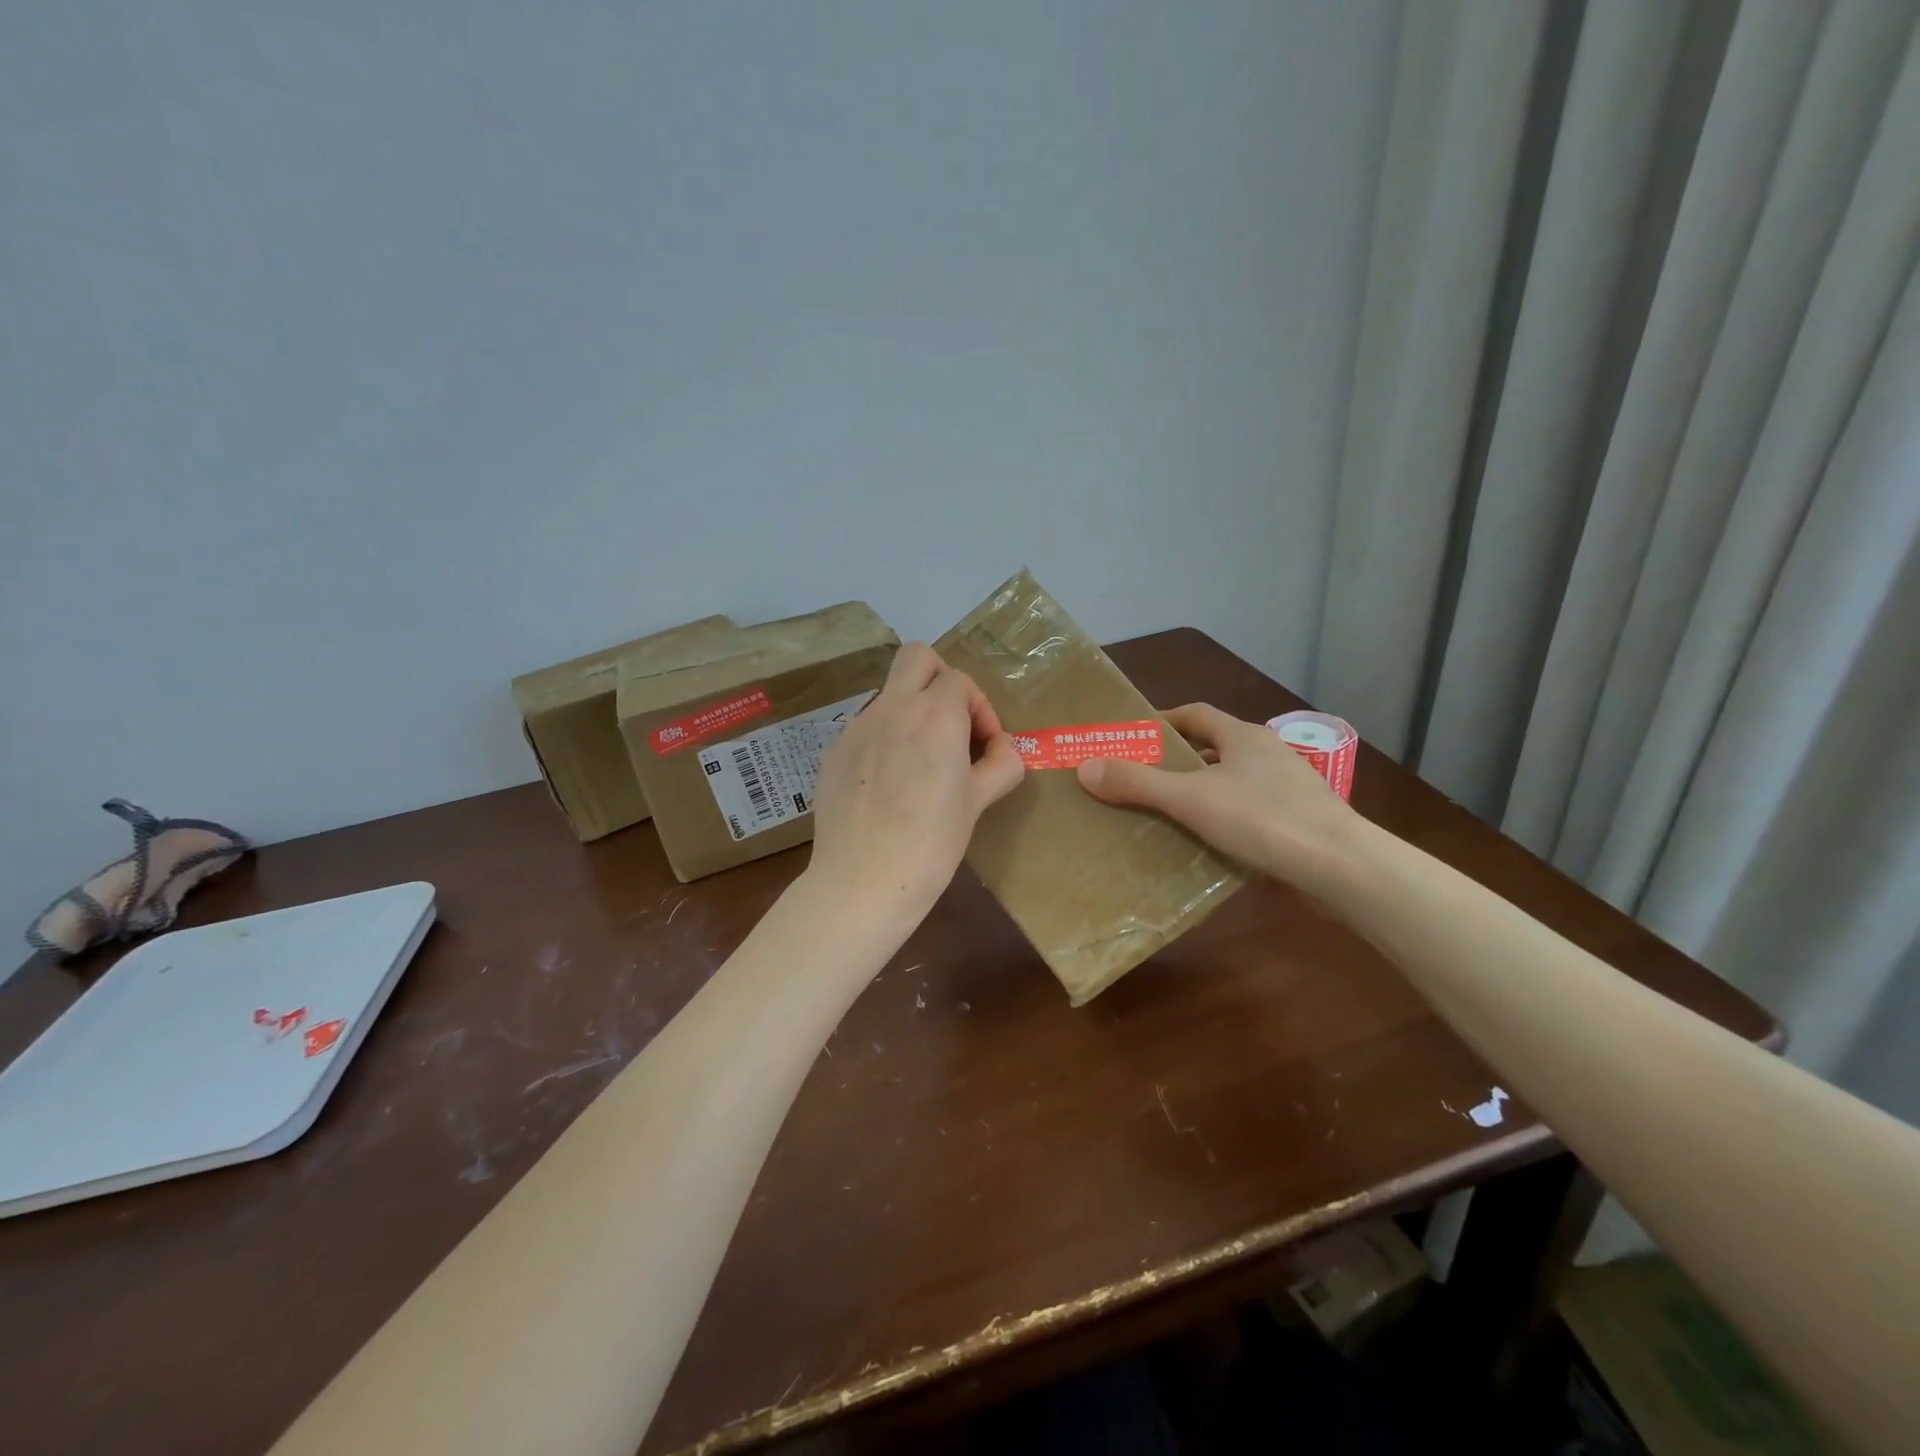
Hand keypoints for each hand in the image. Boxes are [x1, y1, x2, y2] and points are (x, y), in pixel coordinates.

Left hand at [807, 642, 1025, 923]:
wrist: (863, 881)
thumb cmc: (932, 842)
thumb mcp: (979, 802)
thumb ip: (1001, 764)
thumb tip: (1001, 748)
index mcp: (934, 715)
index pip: (959, 680)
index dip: (979, 707)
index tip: (983, 745)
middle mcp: (892, 708)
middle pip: (916, 656)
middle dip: (940, 678)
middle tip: (951, 724)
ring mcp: (856, 727)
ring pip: (889, 694)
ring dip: (911, 711)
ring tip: (920, 764)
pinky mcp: (833, 751)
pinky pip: (866, 728)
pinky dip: (884, 740)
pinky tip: (887, 785)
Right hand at [1076, 703, 1358, 885]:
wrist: (1342, 869)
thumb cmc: (1263, 820)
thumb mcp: (1190, 799)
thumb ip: (1138, 783)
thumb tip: (1085, 767)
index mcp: (1243, 736)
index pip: (1195, 714)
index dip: (1162, 722)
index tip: (1131, 737)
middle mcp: (1266, 754)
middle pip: (1211, 748)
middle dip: (1175, 761)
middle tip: (1136, 779)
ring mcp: (1286, 789)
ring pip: (1229, 783)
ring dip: (1197, 793)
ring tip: (1160, 814)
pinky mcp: (1296, 823)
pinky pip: (1246, 813)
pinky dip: (1220, 821)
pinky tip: (1201, 844)